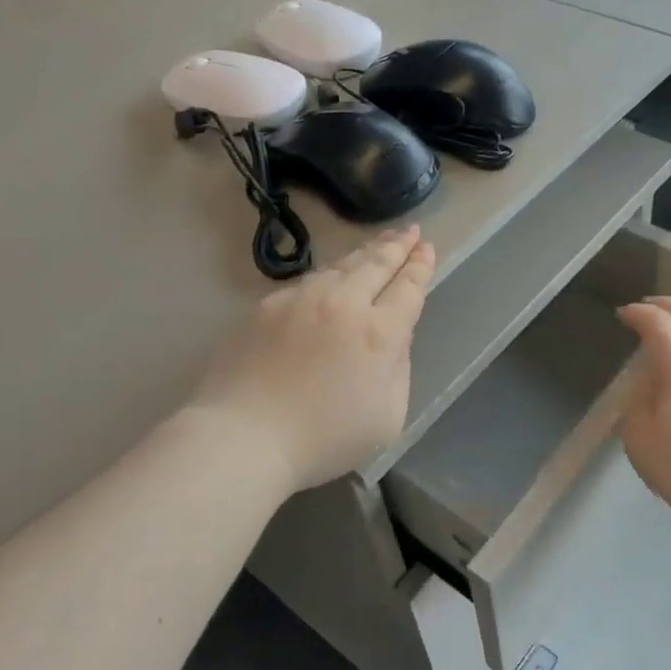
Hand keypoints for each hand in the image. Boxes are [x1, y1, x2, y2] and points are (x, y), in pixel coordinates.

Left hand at [187, 227, 434, 492]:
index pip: (408, 288)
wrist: (244, 436)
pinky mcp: (268, 306)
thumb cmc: (323, 439)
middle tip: (410, 231)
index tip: (426, 247)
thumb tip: (395, 338)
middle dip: (397, 245)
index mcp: (379, 333)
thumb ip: (398, 369)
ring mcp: (301, 300)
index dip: (420, 266)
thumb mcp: (387, 417)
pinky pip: (307, 283)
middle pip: (376, 264)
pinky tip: (331, 277)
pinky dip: (328, 275)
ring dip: (364, 253)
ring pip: (340, 266)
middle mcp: (343, 304)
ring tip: (378, 244)